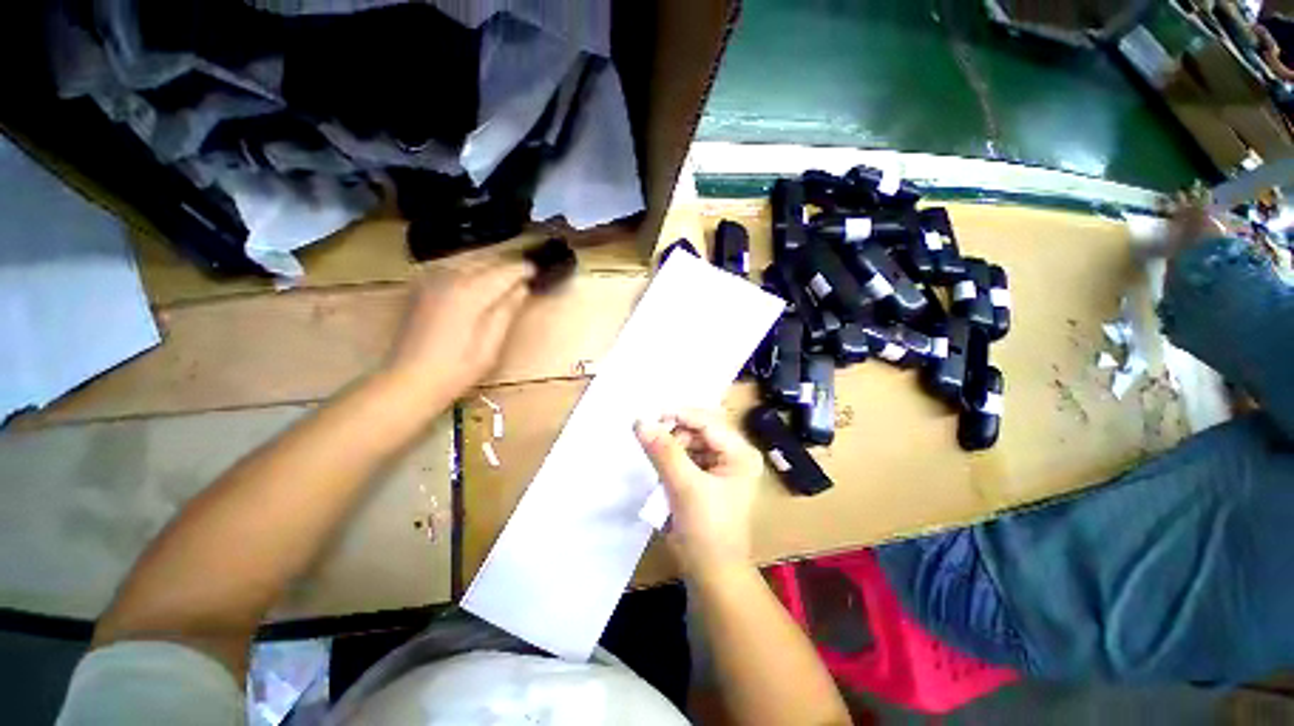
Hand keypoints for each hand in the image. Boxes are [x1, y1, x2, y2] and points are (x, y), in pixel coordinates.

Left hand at [386, 260, 534, 400]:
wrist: (408, 380)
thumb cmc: (457, 369)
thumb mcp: (491, 345)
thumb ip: (506, 312)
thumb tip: (521, 289)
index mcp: (469, 293)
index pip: (502, 272)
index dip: (521, 270)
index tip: (535, 270)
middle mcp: (448, 279)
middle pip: (484, 262)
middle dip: (505, 267)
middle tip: (523, 275)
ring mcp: (429, 281)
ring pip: (466, 262)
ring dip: (487, 267)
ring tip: (503, 278)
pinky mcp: (419, 288)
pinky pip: (450, 269)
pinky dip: (468, 271)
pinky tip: (475, 282)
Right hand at [635, 410, 764, 577]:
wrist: (711, 574)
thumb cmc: (706, 530)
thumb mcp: (684, 486)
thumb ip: (663, 451)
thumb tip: (640, 421)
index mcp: (740, 453)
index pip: (707, 422)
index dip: (678, 415)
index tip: (649, 416)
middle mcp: (734, 454)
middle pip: (699, 429)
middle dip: (674, 434)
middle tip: (651, 443)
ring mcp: (722, 466)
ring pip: (691, 442)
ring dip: (672, 448)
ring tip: (659, 464)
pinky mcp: (708, 478)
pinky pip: (687, 457)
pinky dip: (673, 460)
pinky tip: (664, 473)